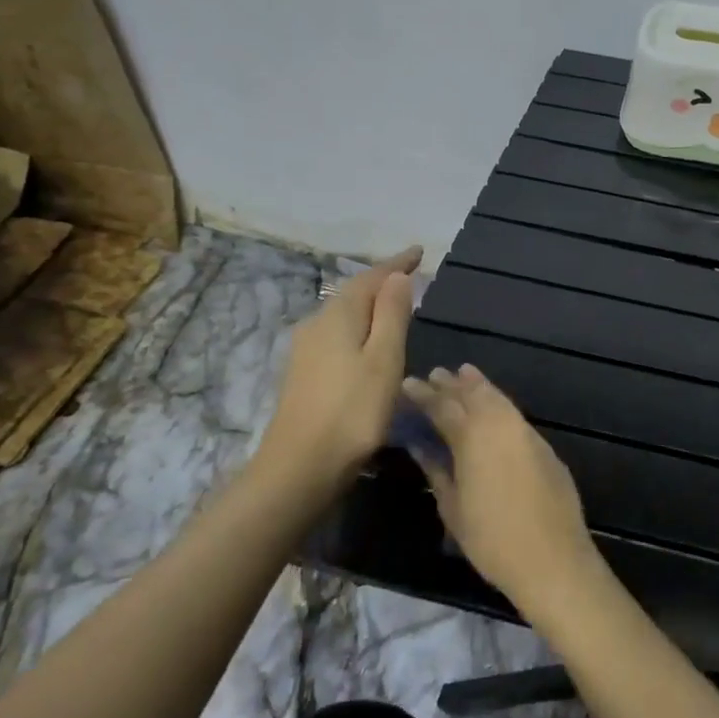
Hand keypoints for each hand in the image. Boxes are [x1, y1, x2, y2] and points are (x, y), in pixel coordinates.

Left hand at [253, 247, 420, 504]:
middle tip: (410, 275)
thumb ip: (392, 314)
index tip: (418, 251)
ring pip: (343, 314)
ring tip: (395, 304)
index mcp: (338, 316)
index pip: (371, 278)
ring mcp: (306, 350)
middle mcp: (317, 324)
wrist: (300, 466)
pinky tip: (368, 341)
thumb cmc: (352, 411)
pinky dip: (359, 326)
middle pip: (353, 293)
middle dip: (381, 281)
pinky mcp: (304, 373)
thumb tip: (397, 276)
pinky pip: (337, 334)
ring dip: (370, 305)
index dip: (396, 264)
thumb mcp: (384, 359)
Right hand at [400, 364, 601, 614]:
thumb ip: (437, 470)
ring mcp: (526, 432)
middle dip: (452, 384)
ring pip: (498, 398)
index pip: (443, 407)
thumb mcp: (453, 508)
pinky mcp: (544, 445)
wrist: (552, 557)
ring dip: (478, 385)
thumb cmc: (492, 539)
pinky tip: (492, 405)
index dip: (424, 395)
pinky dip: (499, 401)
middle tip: (434, 375)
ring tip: (463, 374)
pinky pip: (514, 413)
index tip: (409, 384)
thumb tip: (420, 445)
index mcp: (472, 437)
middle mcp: (500, 425)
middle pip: (472, 395)